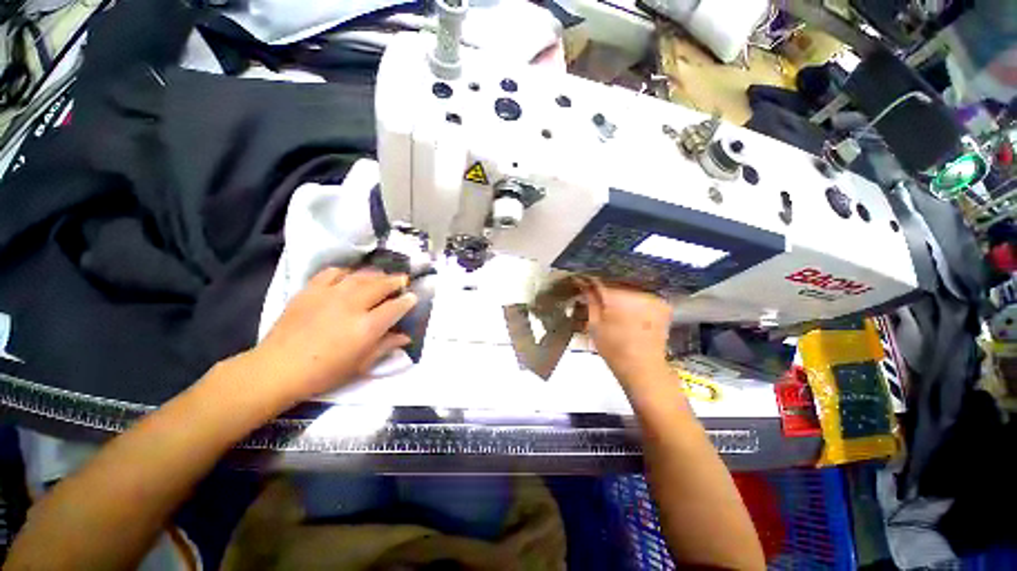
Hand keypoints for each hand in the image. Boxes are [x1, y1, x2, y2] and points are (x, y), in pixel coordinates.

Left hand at [248, 267, 416, 404]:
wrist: (277, 369)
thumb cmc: (324, 373)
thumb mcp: (361, 364)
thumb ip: (386, 346)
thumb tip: (406, 337)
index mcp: (367, 326)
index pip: (396, 307)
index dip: (407, 300)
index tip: (413, 297)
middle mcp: (352, 305)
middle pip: (381, 285)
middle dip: (396, 281)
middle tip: (402, 280)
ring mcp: (330, 294)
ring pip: (360, 275)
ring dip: (376, 274)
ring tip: (382, 276)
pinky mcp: (310, 290)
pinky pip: (332, 272)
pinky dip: (346, 272)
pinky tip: (349, 276)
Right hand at [579, 279, 672, 385]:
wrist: (643, 367)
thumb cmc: (613, 349)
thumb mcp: (595, 325)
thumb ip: (590, 301)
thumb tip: (583, 282)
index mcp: (617, 297)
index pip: (599, 281)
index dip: (589, 280)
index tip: (581, 281)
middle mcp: (636, 292)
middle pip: (616, 281)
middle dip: (605, 284)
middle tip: (594, 290)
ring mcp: (652, 297)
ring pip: (630, 285)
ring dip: (620, 289)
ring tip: (611, 297)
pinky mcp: (662, 304)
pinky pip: (643, 293)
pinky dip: (634, 296)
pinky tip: (627, 304)